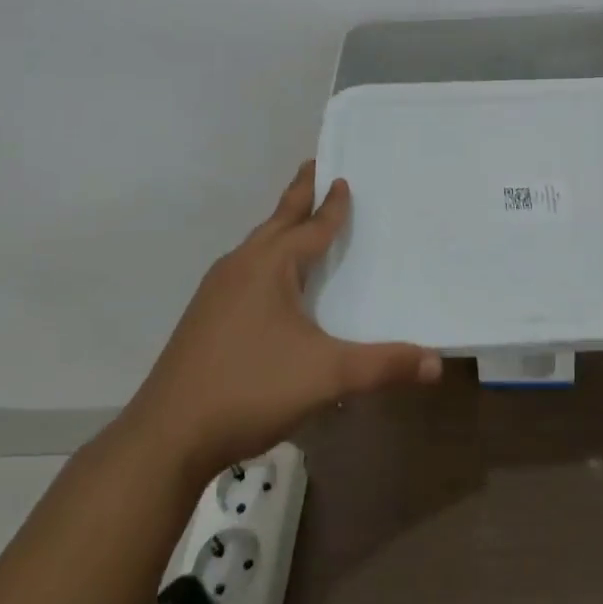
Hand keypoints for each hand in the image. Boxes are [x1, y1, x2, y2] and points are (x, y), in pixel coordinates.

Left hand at [122, 162, 440, 479]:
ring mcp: (216, 292)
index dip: (331, 205)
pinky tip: (269, 284)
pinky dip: (265, 258)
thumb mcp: (326, 375)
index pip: (311, 227)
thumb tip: (436, 362)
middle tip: (313, 166)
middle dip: (298, 195)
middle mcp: (241, 267)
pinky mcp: (204, 318)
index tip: (343, 178)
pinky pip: (244, 270)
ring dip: (280, 227)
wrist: (166, 437)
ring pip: (257, 247)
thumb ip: (382, 365)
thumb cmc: (250, 389)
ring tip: (296, 220)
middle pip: (277, 221)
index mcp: (269, 266)